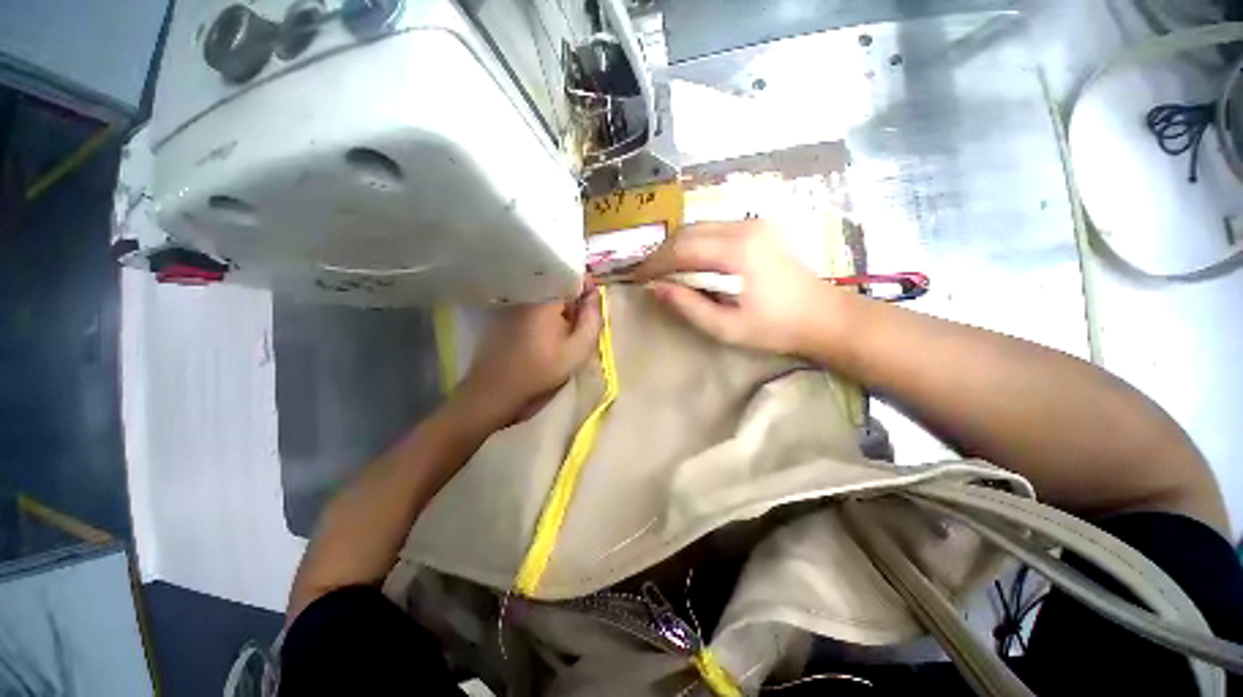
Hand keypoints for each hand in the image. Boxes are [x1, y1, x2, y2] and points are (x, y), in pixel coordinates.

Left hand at [455, 289, 602, 430]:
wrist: (495, 391)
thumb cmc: (540, 371)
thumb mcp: (578, 350)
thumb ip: (592, 319)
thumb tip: (595, 295)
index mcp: (544, 299)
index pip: (572, 276)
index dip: (588, 289)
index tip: (593, 308)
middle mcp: (526, 293)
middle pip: (559, 284)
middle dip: (574, 300)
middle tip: (581, 325)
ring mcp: (513, 303)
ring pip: (546, 295)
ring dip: (560, 308)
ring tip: (565, 331)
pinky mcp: (505, 313)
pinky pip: (533, 304)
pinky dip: (545, 313)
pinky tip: (547, 334)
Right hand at [632, 221, 829, 354]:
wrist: (824, 316)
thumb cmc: (775, 328)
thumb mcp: (726, 327)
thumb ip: (688, 306)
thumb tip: (655, 288)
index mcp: (738, 251)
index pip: (681, 248)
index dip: (654, 264)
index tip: (637, 279)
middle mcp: (745, 227)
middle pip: (688, 231)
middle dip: (663, 253)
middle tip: (648, 276)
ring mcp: (754, 223)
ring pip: (700, 227)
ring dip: (678, 247)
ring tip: (665, 271)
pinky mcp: (759, 227)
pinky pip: (715, 229)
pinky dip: (696, 244)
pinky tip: (691, 263)